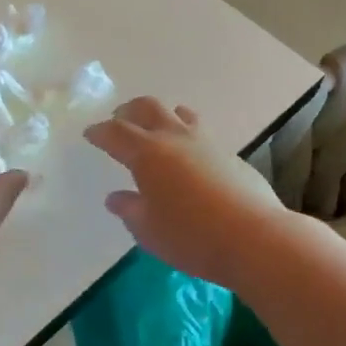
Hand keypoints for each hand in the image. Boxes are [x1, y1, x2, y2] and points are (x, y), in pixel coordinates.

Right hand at [85, 97, 291, 287]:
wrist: (255, 238)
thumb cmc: (191, 236)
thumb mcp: (148, 230)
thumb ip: (129, 210)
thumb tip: (115, 197)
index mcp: (147, 154)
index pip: (115, 132)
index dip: (99, 131)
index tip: (90, 134)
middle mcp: (175, 138)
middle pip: (148, 108)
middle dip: (129, 112)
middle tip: (119, 121)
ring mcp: (206, 142)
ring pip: (179, 114)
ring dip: (162, 116)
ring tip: (156, 131)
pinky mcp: (230, 154)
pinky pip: (201, 133)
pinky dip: (186, 135)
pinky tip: (188, 157)